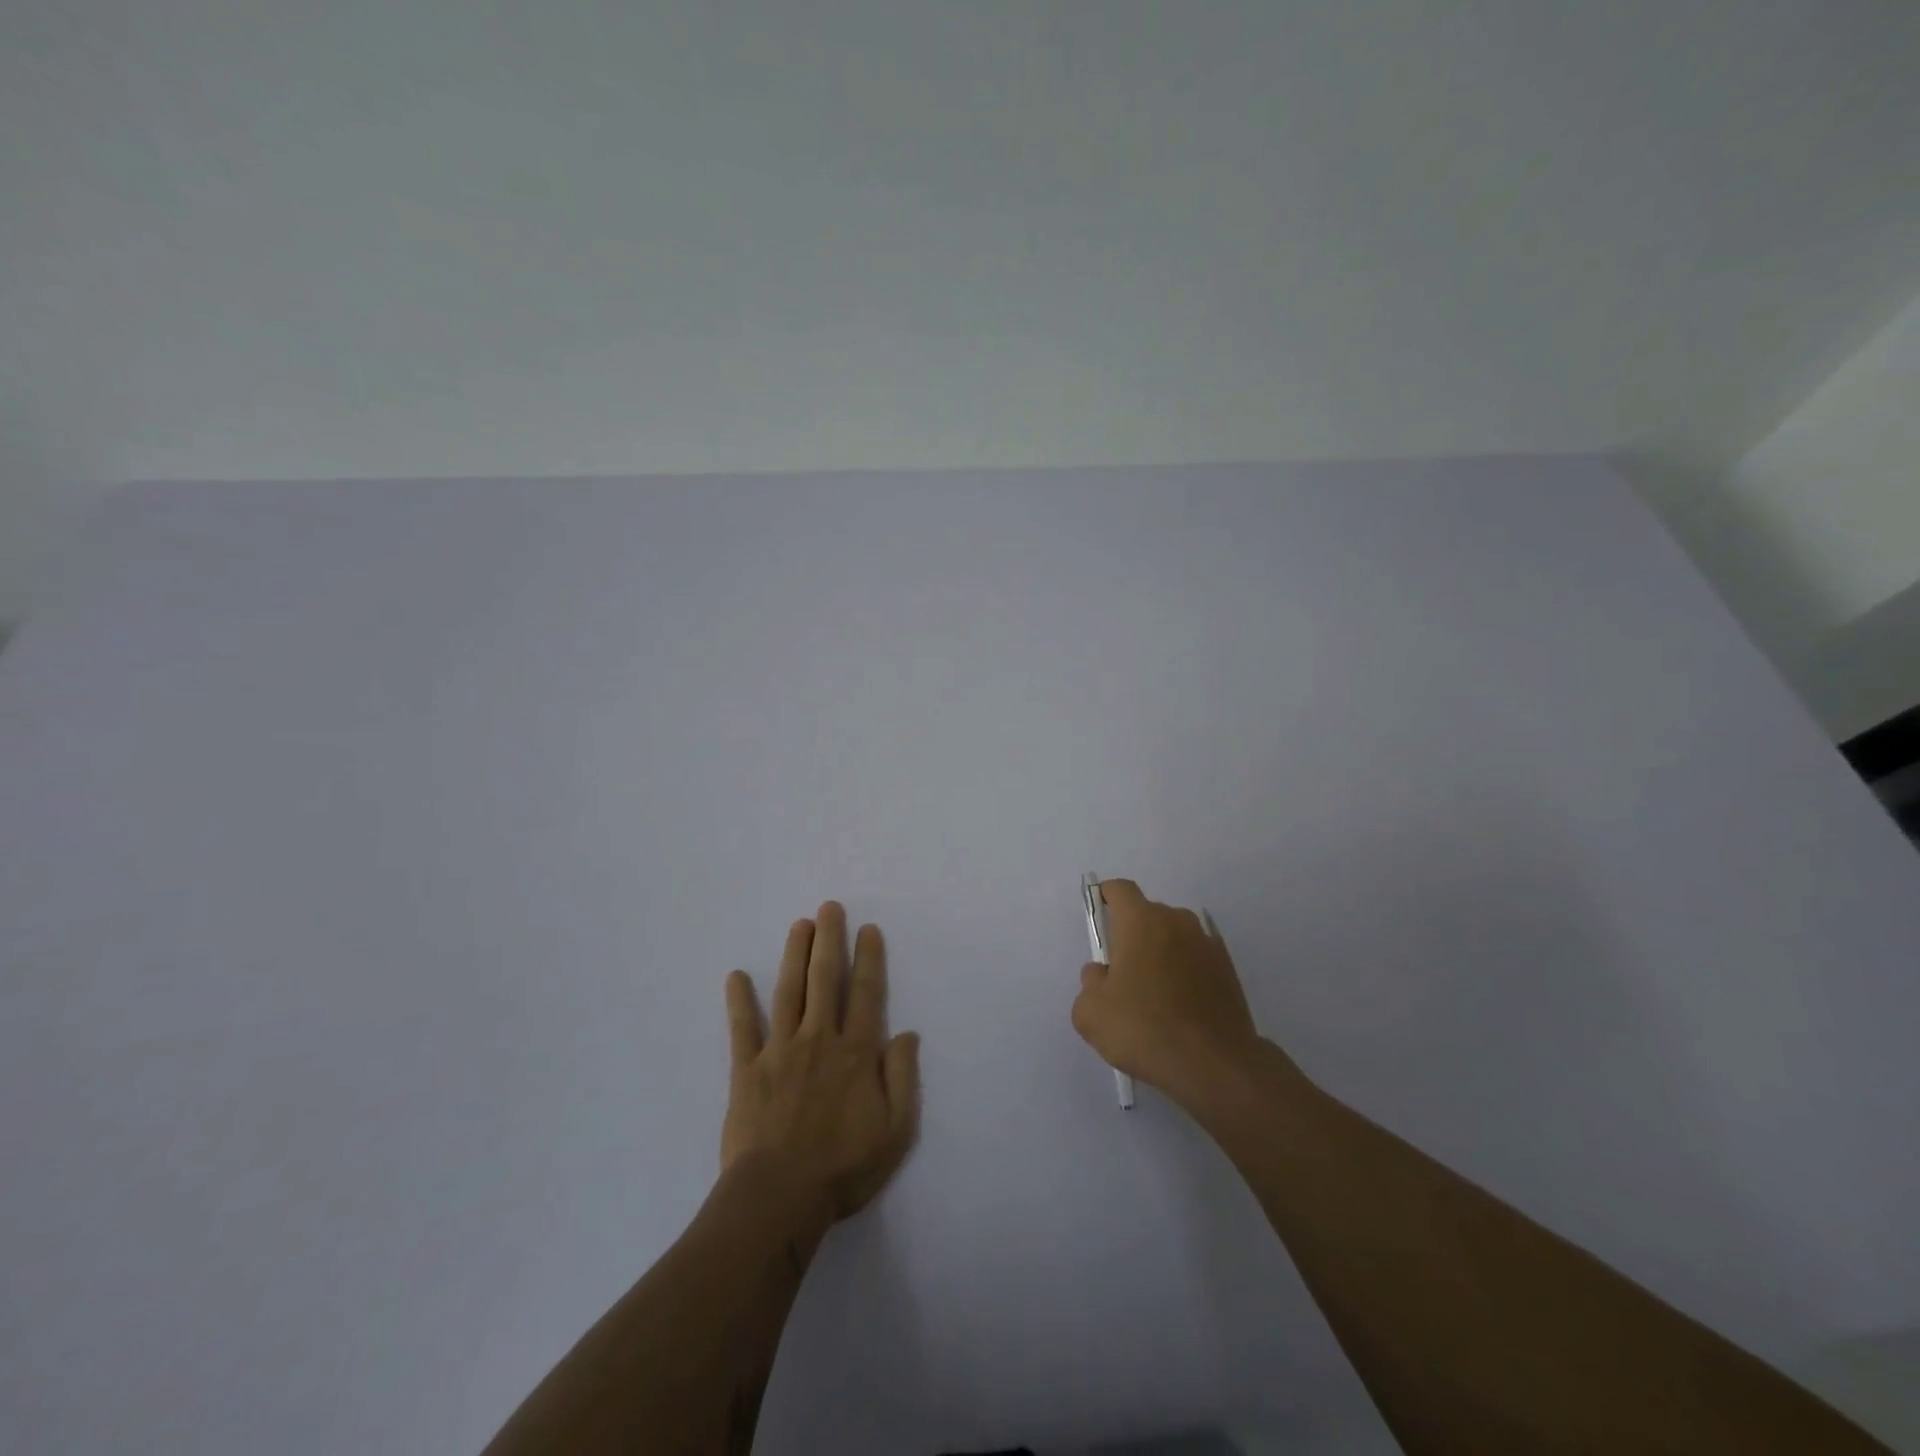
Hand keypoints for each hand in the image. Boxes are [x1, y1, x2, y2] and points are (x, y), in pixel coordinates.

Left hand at [722, 902, 921, 1227]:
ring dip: (794, 955)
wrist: (780, 1197)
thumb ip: (903, 1078)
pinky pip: (743, 1028)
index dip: (868, 958)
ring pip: (789, 991)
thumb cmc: (844, 1167)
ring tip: (799, 925)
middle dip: (829, 940)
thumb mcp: (895, 1130)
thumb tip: (906, 1034)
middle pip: (825, 979)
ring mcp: (780, 1051)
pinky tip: (736, 976)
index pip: (865, 993)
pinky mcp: (747, 1070)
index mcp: (856, 1052)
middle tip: (829, 907)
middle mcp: (819, 1039)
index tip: (868, 929)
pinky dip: (739, 1001)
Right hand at [1072, 879, 1272, 1105]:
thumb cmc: (1144, 1028)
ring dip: (1161, 953)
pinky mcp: (1228, 970)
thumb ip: (1089, 983)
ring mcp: (1207, 944)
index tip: (1098, 919)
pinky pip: (1196, 960)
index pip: (1120, 890)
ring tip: (1153, 995)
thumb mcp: (1091, 1013)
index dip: (1105, 898)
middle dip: (1132, 935)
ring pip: (1174, 937)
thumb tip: (1102, 973)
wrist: (1215, 1065)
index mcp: (1141, 920)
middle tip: (1122, 973)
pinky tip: (1179, 1007)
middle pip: (1147, 914)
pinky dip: (1185, 973)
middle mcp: (1177, 921)